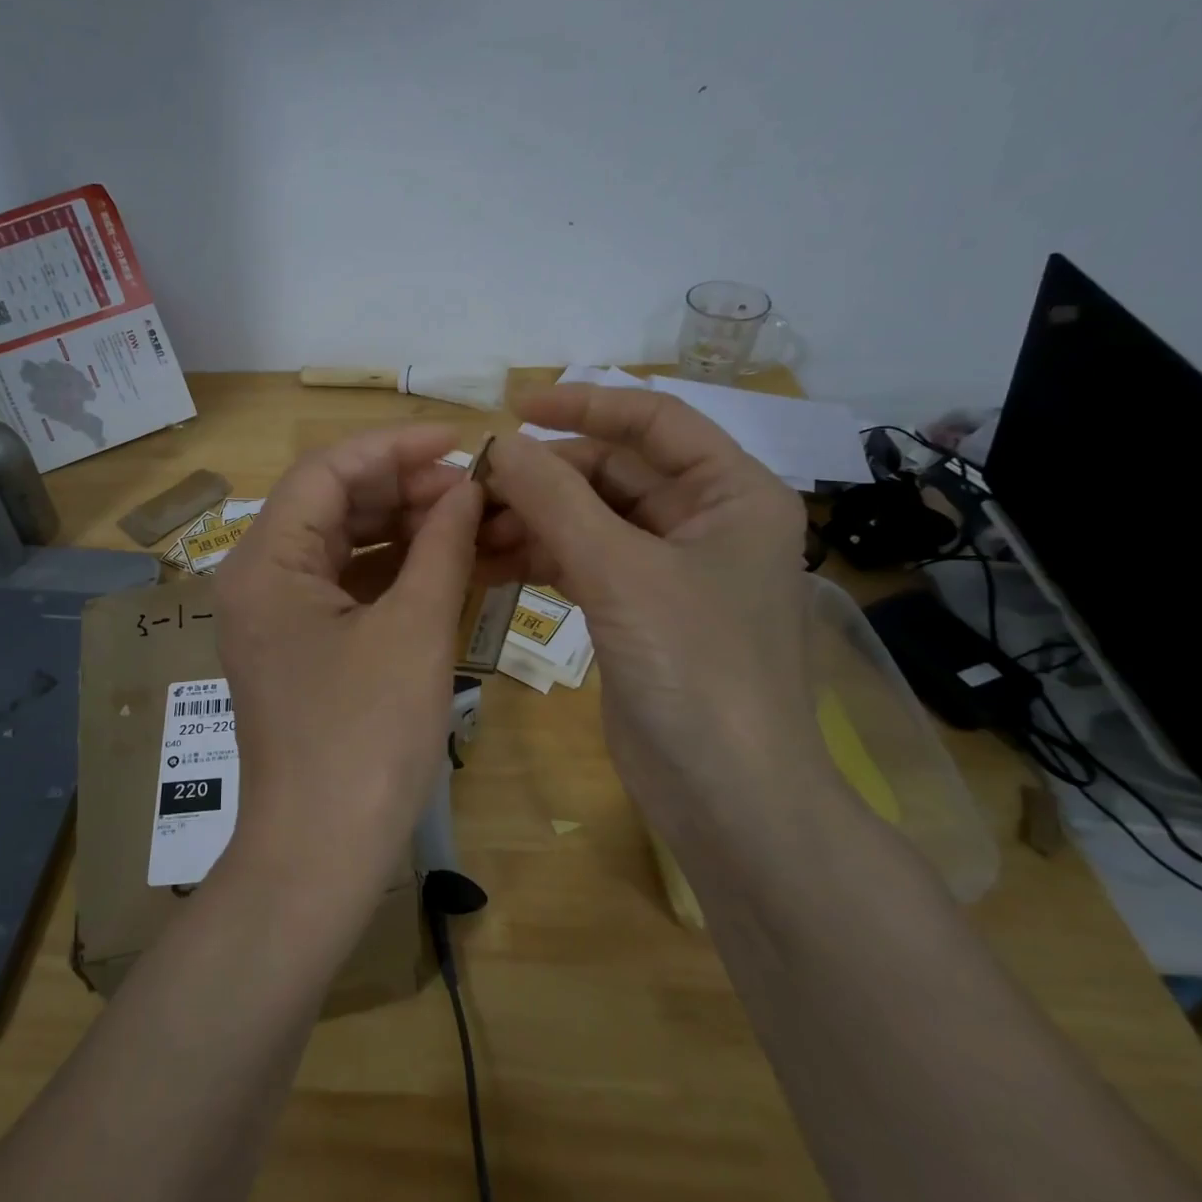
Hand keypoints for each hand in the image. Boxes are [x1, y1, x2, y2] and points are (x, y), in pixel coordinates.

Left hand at [214, 425, 482, 905]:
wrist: (320, 854)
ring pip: (343, 546)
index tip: (458, 441)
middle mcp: (259, 579)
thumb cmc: (365, 739)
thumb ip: (441, 546)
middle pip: (332, 505)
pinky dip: (393, 572)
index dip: (393, 447)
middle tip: (473, 490)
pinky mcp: (300, 648)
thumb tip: (467, 488)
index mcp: (266, 562)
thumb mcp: (414, 631)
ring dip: (403, 529)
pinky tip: (443, 564)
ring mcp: (277, 616)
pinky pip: (347, 588)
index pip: (326, 471)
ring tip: (469, 521)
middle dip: (403, 489)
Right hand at [420, 385, 814, 830]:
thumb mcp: (620, 571)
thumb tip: (497, 444)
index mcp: (731, 492)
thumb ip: (555, 500)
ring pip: (589, 519)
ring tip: (469, 531)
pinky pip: (580, 562)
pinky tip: (488, 562)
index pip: (654, 421)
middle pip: (612, 472)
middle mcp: (705, 520)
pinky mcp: (636, 609)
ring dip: (531, 520)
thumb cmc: (695, 669)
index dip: (584, 406)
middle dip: (543, 478)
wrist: (726, 795)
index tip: (515, 408)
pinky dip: (537, 558)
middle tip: (472, 487)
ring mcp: (668, 568)